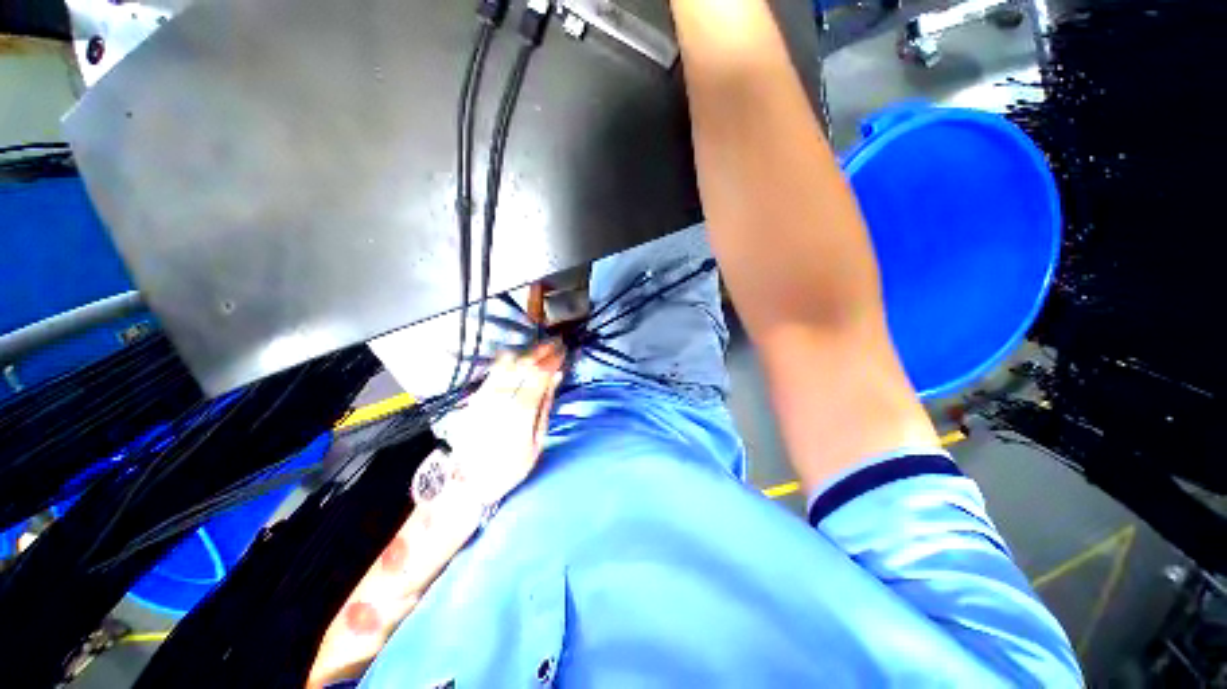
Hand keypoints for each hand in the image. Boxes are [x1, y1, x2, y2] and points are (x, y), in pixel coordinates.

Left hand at [442, 342, 564, 505]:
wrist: (469, 481)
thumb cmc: (510, 465)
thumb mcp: (537, 440)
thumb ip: (546, 405)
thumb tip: (556, 377)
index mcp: (521, 410)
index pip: (540, 373)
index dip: (553, 358)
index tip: (564, 350)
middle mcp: (501, 396)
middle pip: (523, 363)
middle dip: (541, 349)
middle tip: (555, 343)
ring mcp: (485, 394)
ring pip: (506, 362)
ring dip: (526, 351)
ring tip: (540, 347)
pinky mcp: (475, 396)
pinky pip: (493, 370)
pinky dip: (509, 359)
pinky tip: (519, 357)